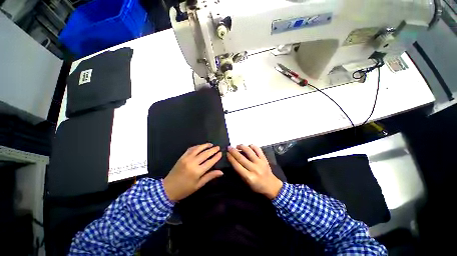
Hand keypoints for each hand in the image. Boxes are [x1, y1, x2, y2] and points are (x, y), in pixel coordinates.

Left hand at [163, 143, 222, 201]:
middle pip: (205, 154)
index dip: (216, 157)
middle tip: (218, 147)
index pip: (210, 162)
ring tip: (211, 144)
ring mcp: (186, 158)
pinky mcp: (182, 157)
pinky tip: (201, 146)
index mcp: (197, 171)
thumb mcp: (198, 185)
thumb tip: (221, 172)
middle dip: (213, 150)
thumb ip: (210, 176)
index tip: (221, 153)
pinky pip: (191, 149)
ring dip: (205, 145)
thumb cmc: (185, 189)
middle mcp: (192, 163)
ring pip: (198, 149)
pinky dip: (197, 146)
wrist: (167, 189)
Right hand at [227, 145, 282, 199]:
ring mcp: (260, 163)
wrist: (272, 186)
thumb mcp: (246, 183)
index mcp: (249, 177)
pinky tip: (249, 145)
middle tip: (229, 147)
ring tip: (237, 145)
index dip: (231, 158)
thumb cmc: (257, 186)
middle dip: (234, 151)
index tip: (227, 153)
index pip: (237, 165)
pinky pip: (258, 150)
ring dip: (242, 147)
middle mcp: (254, 168)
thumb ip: (240, 172)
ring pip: (249, 152)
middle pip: (241, 158)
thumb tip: (233, 161)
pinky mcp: (265, 159)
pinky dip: (253, 146)